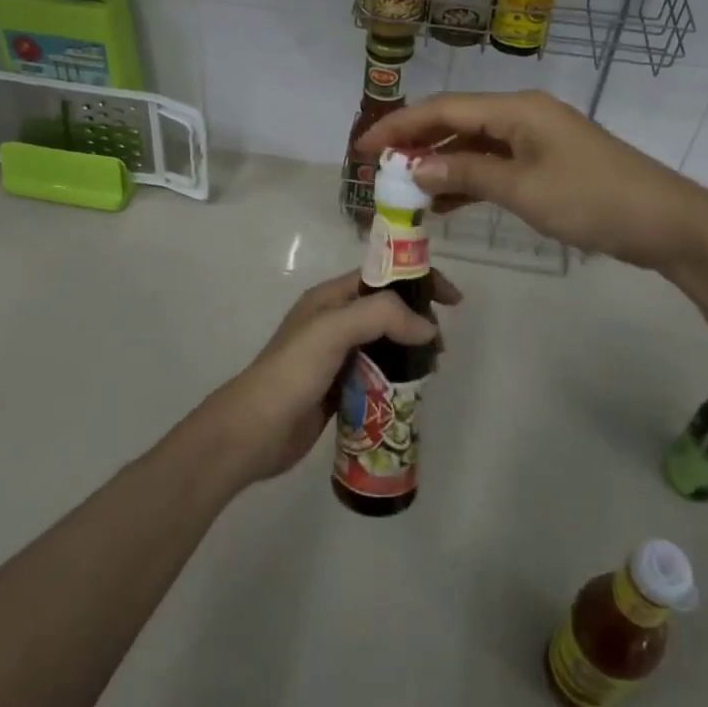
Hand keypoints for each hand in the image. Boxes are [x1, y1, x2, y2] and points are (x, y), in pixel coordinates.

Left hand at [200, 268, 463, 488]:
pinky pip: (378, 375)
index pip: (383, 275)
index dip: (419, 281)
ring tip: (431, 371)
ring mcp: (336, 356)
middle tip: (440, 347)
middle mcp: (334, 321)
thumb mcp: (333, 330)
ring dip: (411, 352)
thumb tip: (427, 328)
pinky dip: (398, 378)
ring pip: (385, 344)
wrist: (254, 431)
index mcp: (330, 298)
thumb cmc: (292, 373)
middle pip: (388, 310)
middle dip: (419, 321)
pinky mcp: (339, 388)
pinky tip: (412, 393)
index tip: (453, 301)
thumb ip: (381, 316)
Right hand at [355, 90, 707, 270]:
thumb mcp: (523, 189)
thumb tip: (413, 168)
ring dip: (438, 166)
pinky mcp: (545, 164)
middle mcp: (521, 115)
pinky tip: (442, 203)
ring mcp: (535, 140)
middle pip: (455, 123)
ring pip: (473, 146)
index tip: (362, 148)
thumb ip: (466, 175)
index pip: (444, 110)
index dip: (399, 126)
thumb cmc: (592, 200)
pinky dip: (467, 181)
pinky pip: (494, 166)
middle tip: (376, 169)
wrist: (666, 222)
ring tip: (401, 190)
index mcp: (516, 110)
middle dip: (414, 144)